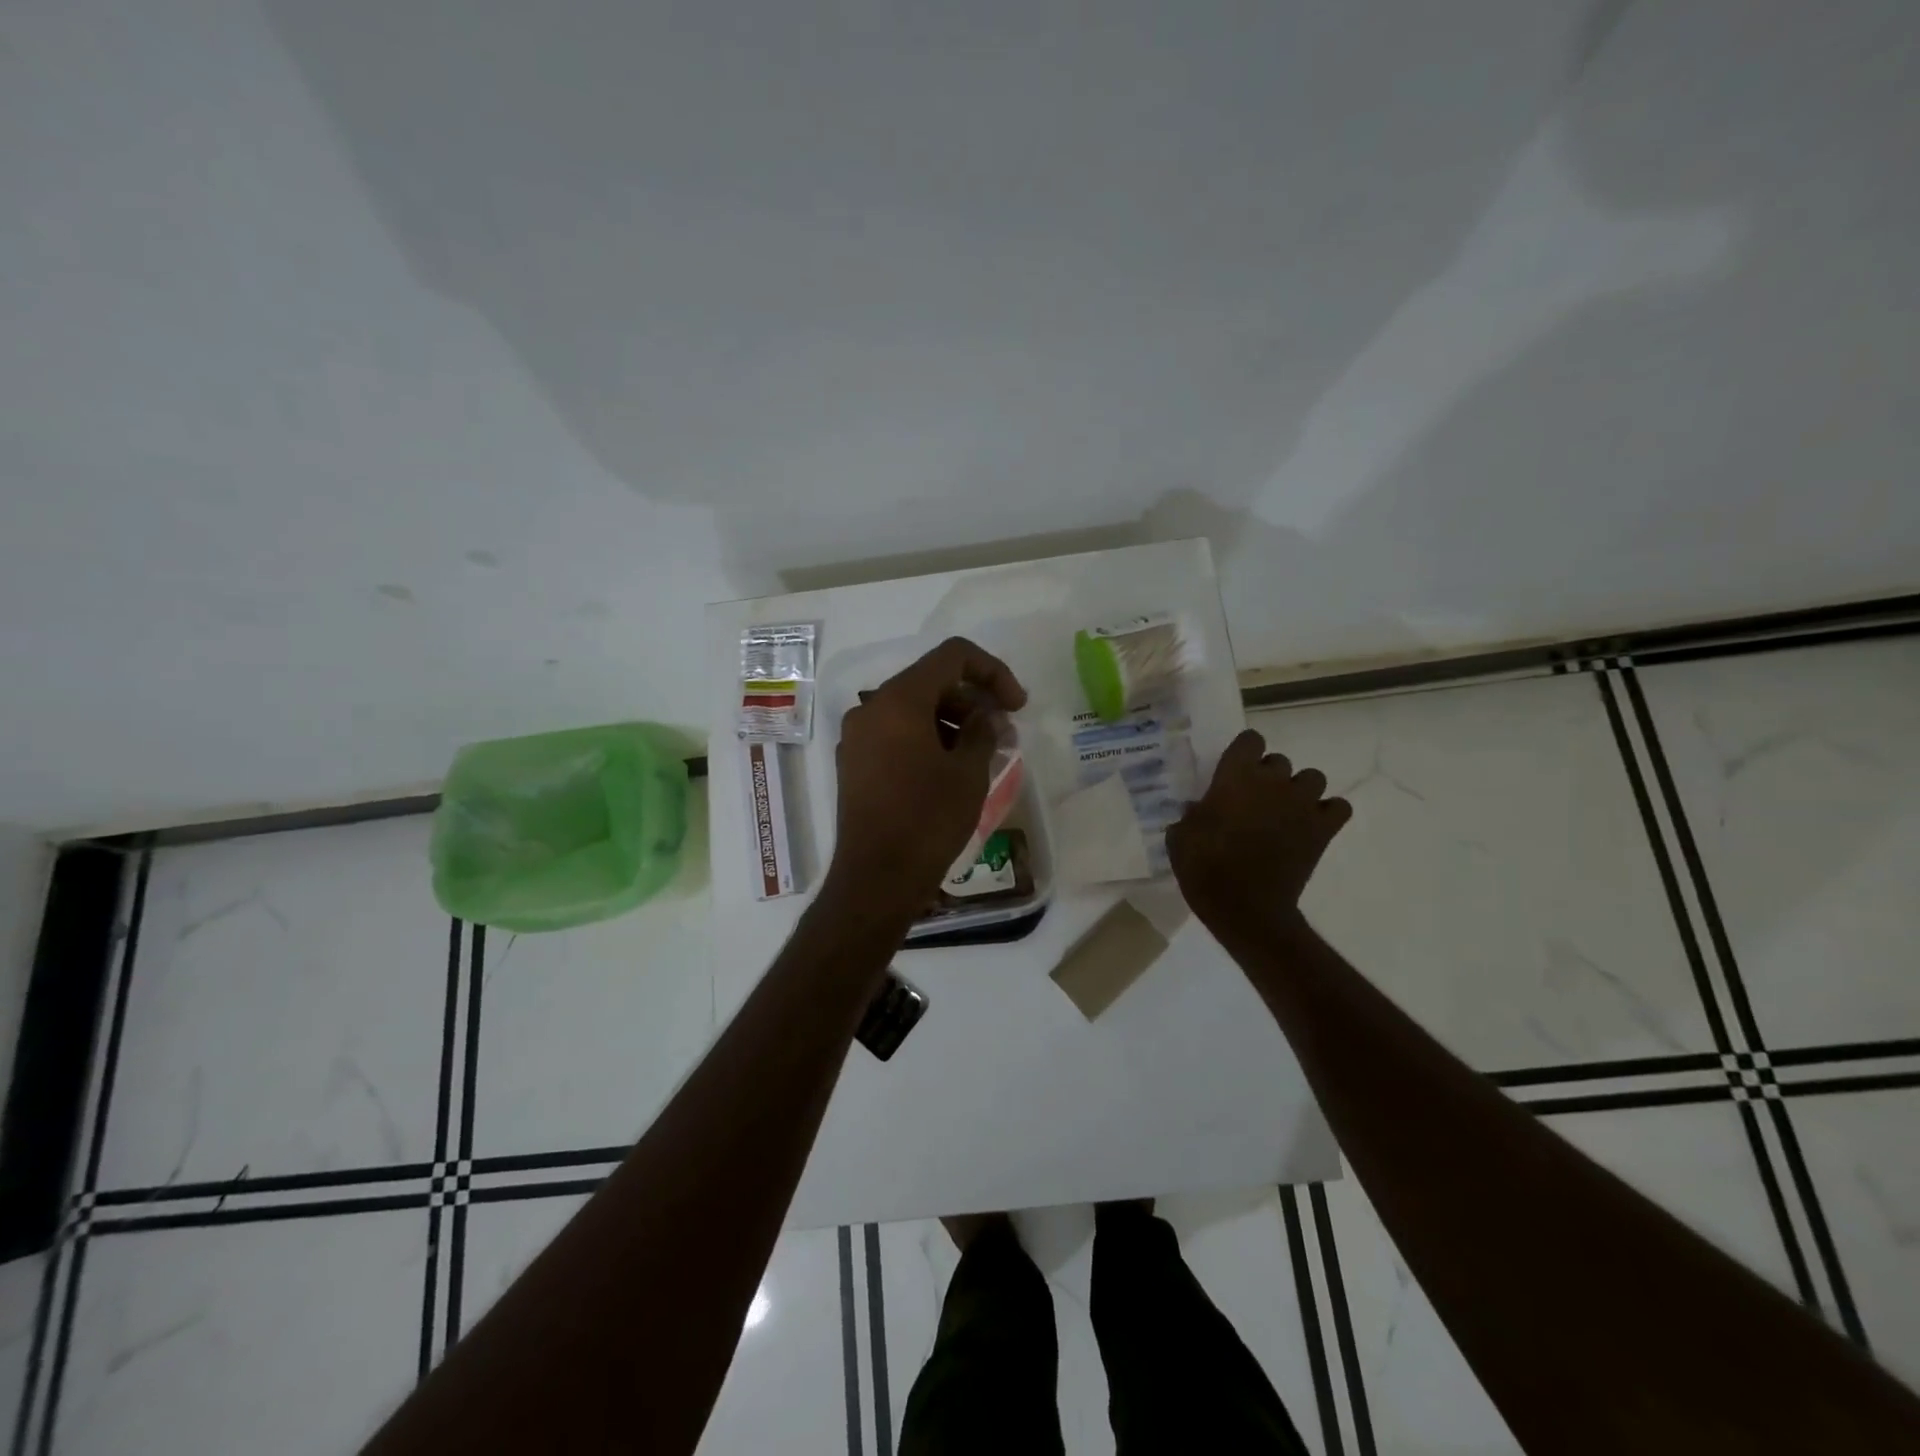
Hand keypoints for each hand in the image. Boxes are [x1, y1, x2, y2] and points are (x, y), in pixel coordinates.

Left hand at [827, 636, 1027, 908]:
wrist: (876, 878)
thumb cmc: (927, 820)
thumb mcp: (968, 773)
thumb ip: (983, 731)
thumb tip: (987, 716)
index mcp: (898, 700)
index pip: (952, 656)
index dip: (992, 671)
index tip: (1017, 705)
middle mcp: (871, 708)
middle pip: (931, 682)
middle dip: (973, 700)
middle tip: (1005, 734)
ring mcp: (858, 736)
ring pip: (914, 709)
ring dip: (953, 721)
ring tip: (984, 754)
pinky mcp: (856, 763)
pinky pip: (897, 734)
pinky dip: (928, 739)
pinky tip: (953, 768)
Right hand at [1168, 729, 1351, 934]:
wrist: (1244, 907)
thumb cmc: (1204, 867)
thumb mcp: (1180, 837)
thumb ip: (1192, 815)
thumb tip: (1199, 809)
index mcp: (1235, 775)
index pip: (1250, 739)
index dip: (1244, 752)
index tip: (1234, 771)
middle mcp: (1272, 781)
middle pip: (1279, 760)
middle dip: (1269, 776)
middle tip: (1254, 800)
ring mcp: (1302, 804)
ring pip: (1313, 778)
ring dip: (1300, 790)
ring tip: (1286, 811)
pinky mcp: (1323, 829)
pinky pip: (1338, 807)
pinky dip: (1327, 812)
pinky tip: (1311, 825)